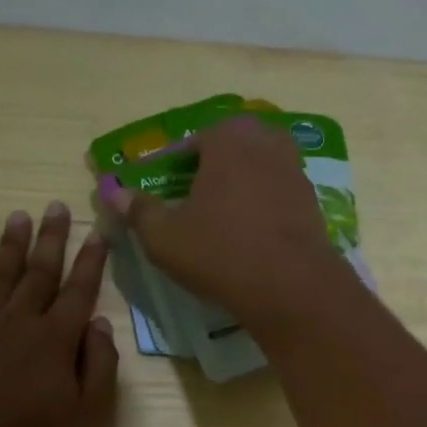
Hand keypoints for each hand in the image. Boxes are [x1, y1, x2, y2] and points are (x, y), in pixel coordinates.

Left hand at [0, 202, 118, 426]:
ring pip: (1, 276)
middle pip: (40, 272)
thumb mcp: (94, 416)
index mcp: (59, 339)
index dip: (92, 260)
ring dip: (11, 245)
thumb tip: (99, 324)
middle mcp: (22, 322)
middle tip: (56, 205)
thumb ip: (101, 365)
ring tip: (19, 216)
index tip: (100, 232)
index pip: (80, 290)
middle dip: (52, 238)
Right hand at [97, 115, 345, 326]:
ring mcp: (296, 172)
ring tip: (225, 219)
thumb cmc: (220, 253)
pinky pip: (280, 196)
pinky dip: (266, 208)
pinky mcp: (313, 204)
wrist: (291, 287)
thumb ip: (138, 211)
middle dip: (215, 169)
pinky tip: (254, 235)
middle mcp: (266, 143)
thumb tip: (112, 192)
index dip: (176, 168)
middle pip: (232, 150)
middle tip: (197, 202)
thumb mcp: (165, 237)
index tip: (168, 192)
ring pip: (260, 171)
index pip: (193, 143)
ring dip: (243, 187)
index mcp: (228, 138)